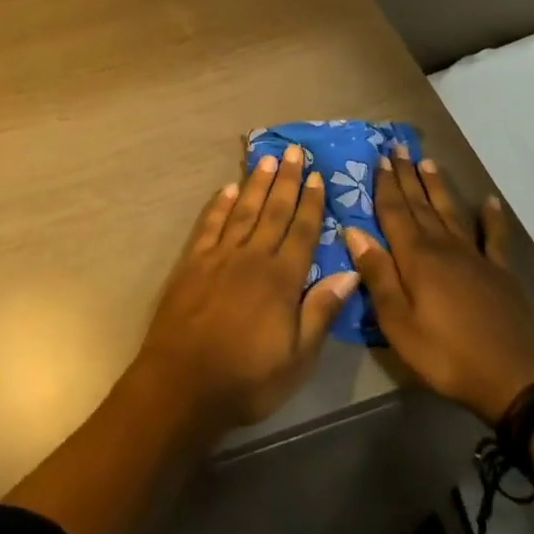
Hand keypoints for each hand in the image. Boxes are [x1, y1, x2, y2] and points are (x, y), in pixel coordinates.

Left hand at [135, 145, 359, 432]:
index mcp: (281, 280)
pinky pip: (209, 224)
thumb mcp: (297, 359)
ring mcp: (219, 256)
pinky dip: (220, 205)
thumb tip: (350, 273)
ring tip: (266, 159)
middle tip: (294, 150)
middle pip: (273, 211)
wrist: (182, 383)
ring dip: (256, 183)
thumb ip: (321, 312)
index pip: (302, 232)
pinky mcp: (192, 262)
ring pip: (243, 210)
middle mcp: (251, 257)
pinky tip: (228, 189)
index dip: (311, 203)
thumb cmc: (247, 379)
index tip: (317, 176)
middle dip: (286, 180)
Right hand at [343, 150, 533, 425]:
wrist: (518, 380)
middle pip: (420, 205)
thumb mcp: (398, 323)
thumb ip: (377, 274)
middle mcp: (443, 246)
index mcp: (415, 257)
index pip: (394, 212)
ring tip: (428, 162)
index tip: (379, 159)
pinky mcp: (500, 273)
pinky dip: (492, 218)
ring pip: (450, 212)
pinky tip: (490, 202)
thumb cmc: (447, 354)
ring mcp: (475, 257)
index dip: (385, 185)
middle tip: (398, 148)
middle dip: (407, 176)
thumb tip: (353, 230)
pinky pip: (494, 239)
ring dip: (437, 187)